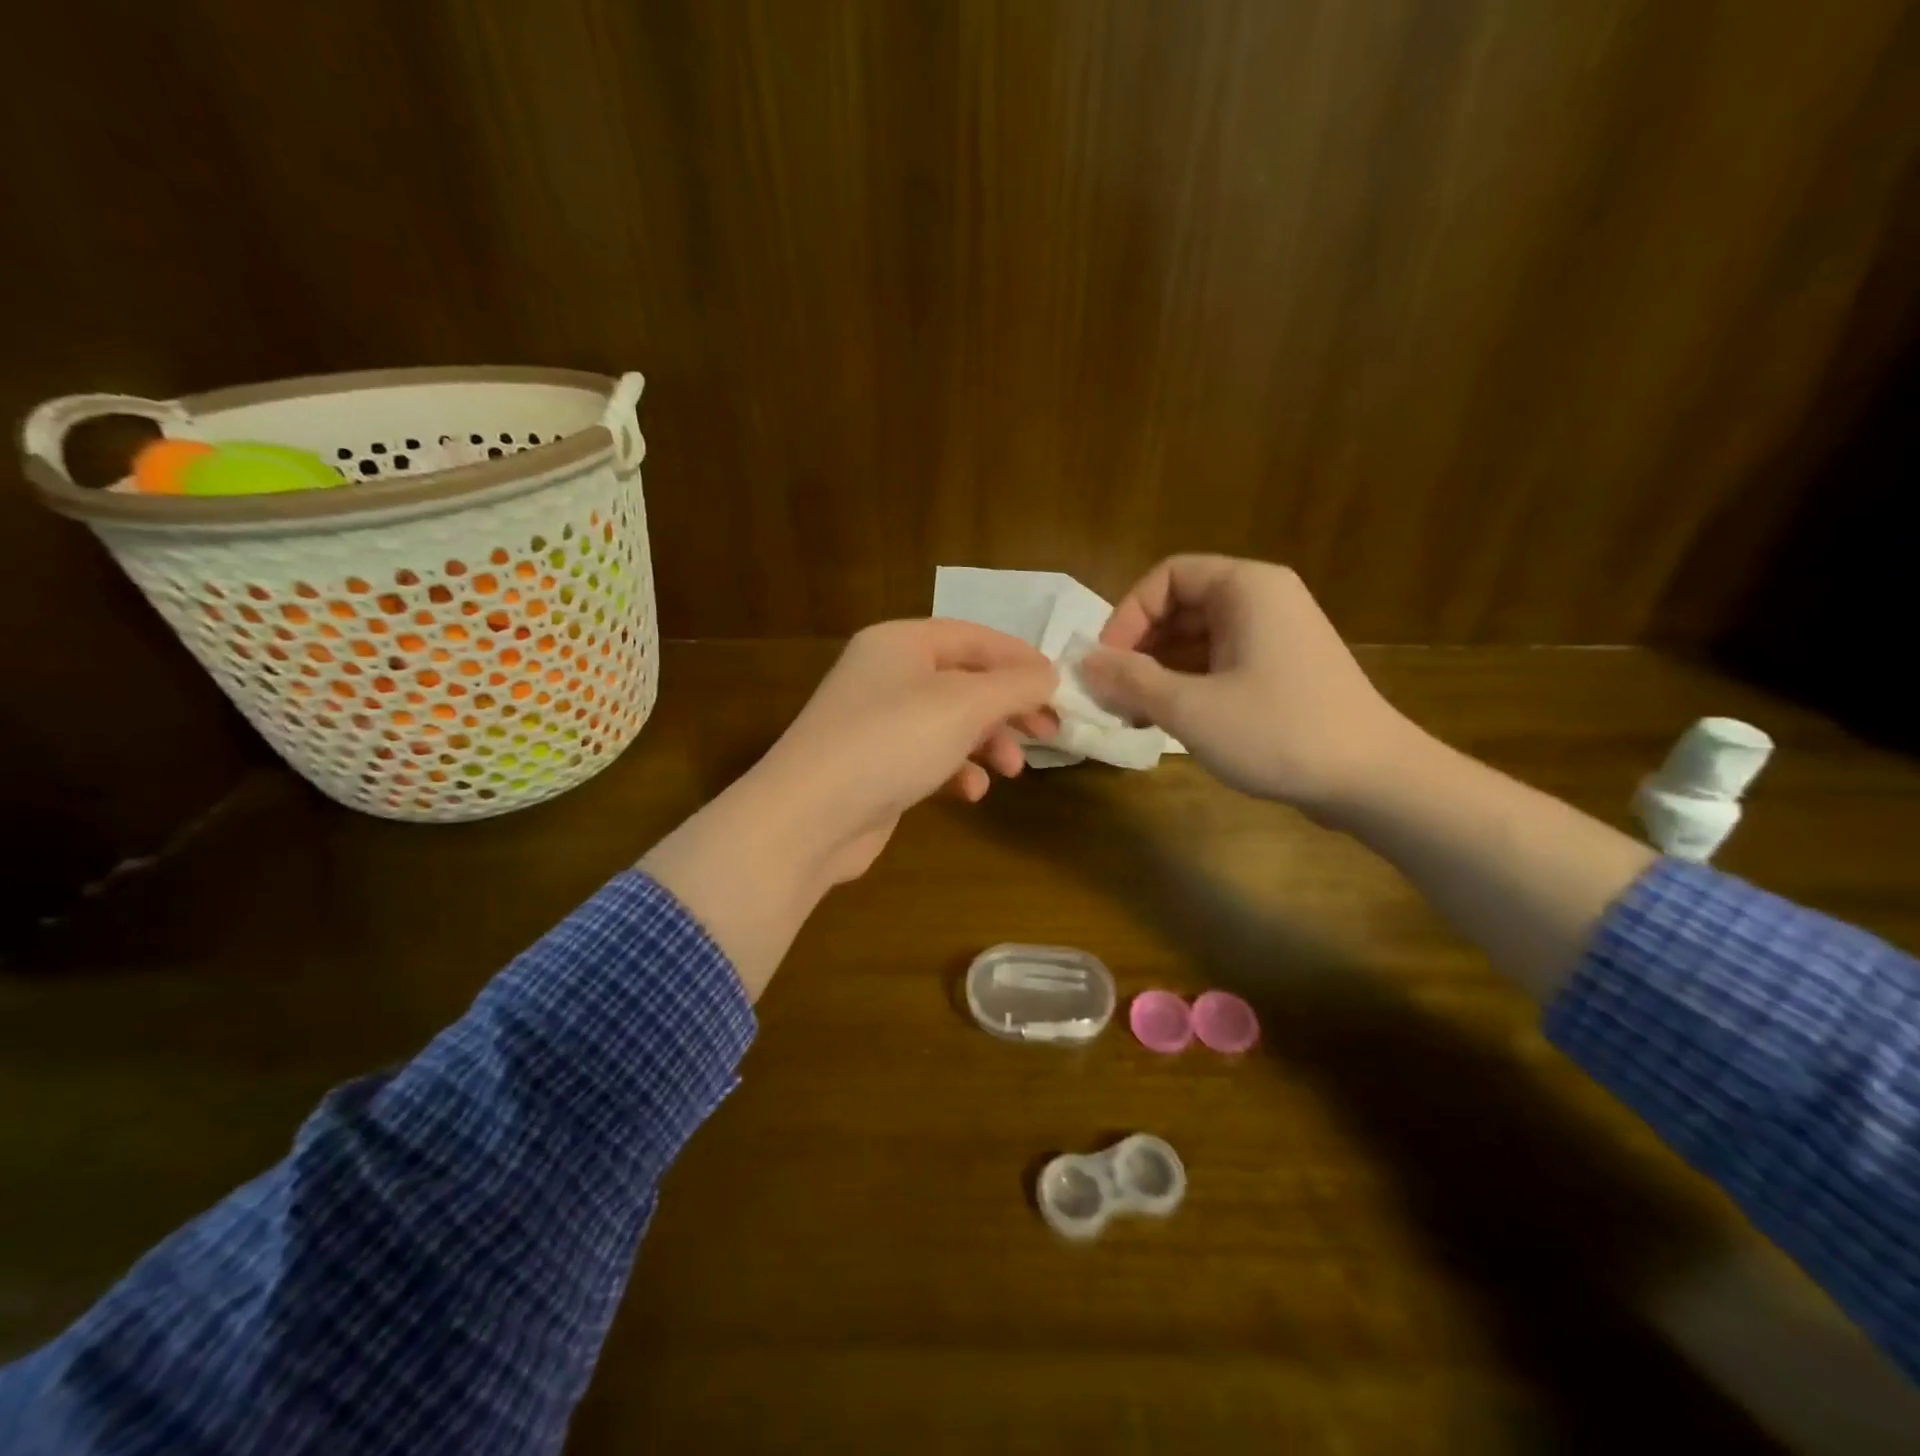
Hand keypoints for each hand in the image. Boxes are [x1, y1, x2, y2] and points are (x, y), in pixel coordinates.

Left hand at [752, 619, 1058, 882]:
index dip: (1020, 658)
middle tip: (1048, 733)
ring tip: (1011, 770)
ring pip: (949, 723)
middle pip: (964, 681)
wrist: (809, 817)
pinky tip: (970, 793)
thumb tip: (1049, 675)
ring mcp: (877, 723)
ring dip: (987, 743)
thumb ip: (1015, 686)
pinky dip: (955, 771)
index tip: (1059, 687)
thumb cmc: (892, 742)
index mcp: (900, 642)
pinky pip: (928, 758)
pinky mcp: (875, 767)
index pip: (973, 637)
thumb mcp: (964, 705)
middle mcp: (886, 675)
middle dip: (1008, 708)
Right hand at [1080, 555, 1407, 815]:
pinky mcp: (1280, 672)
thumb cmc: (1278, 732)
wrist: (1373, 781)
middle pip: (1179, 607)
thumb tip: (1083, 663)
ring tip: (1133, 714)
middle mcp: (1262, 600)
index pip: (1165, 578)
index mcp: (1245, 588)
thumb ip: (1131, 680)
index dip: (1126, 616)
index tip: (1105, 664)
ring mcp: (1274, 637)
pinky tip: (1166, 721)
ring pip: (1196, 640)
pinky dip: (1187, 685)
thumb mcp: (1191, 707)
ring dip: (1157, 672)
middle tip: (1112, 695)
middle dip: (1138, 649)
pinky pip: (1218, 663)